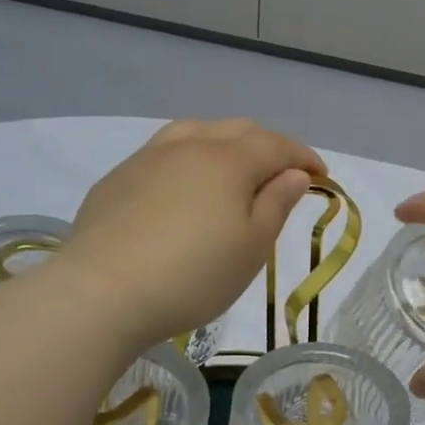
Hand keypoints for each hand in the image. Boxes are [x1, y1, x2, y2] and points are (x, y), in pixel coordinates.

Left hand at [62, 119, 323, 352]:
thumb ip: (276, 204)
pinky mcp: (116, 180)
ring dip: (224, 144)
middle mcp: (188, 147)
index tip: (323, 176)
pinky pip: (162, 153)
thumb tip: (294, 174)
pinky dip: (188, 159)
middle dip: (268, 146)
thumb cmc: (193, 275)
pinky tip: (182, 188)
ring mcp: (146, 159)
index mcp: (228, 160)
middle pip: (236, 130)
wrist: (101, 293)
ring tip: (232, 169)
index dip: (304, 157)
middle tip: (282, 176)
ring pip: (194, 132)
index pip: (276, 146)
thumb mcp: (251, 247)